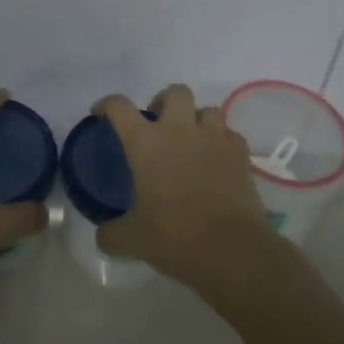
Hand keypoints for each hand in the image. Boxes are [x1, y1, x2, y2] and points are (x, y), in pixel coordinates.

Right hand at [94, 83, 268, 287]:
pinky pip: (230, 135)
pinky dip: (222, 142)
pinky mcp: (241, 154)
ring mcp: (214, 139)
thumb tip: (102, 235)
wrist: (234, 252)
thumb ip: (111, 233)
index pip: (118, 106)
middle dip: (164, 102)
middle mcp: (179, 130)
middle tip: (158, 127)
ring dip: (197, 121)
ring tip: (192, 143)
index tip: (102, 115)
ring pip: (208, 110)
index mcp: (145, 142)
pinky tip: (217, 161)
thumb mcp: (132, 240)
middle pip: (174, 92)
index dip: (106, 105)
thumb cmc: (176, 237)